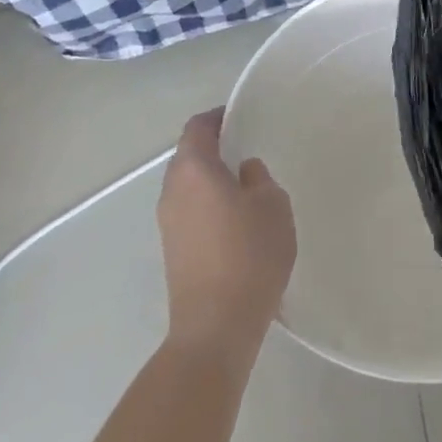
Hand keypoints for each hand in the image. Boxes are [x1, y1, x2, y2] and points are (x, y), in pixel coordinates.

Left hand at [159, 109, 295, 357]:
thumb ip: (260, 179)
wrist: (216, 326)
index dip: (218, 116)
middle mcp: (172, 190)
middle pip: (189, 155)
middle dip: (215, 147)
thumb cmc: (249, 254)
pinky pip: (190, 210)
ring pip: (188, 185)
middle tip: (247, 148)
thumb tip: (245, 172)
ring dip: (212, 178)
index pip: (198, 127)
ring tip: (246, 185)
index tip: (241, 115)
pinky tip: (236, 219)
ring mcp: (168, 223)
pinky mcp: (173, 249)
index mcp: (193, 170)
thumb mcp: (273, 206)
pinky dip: (209, 203)